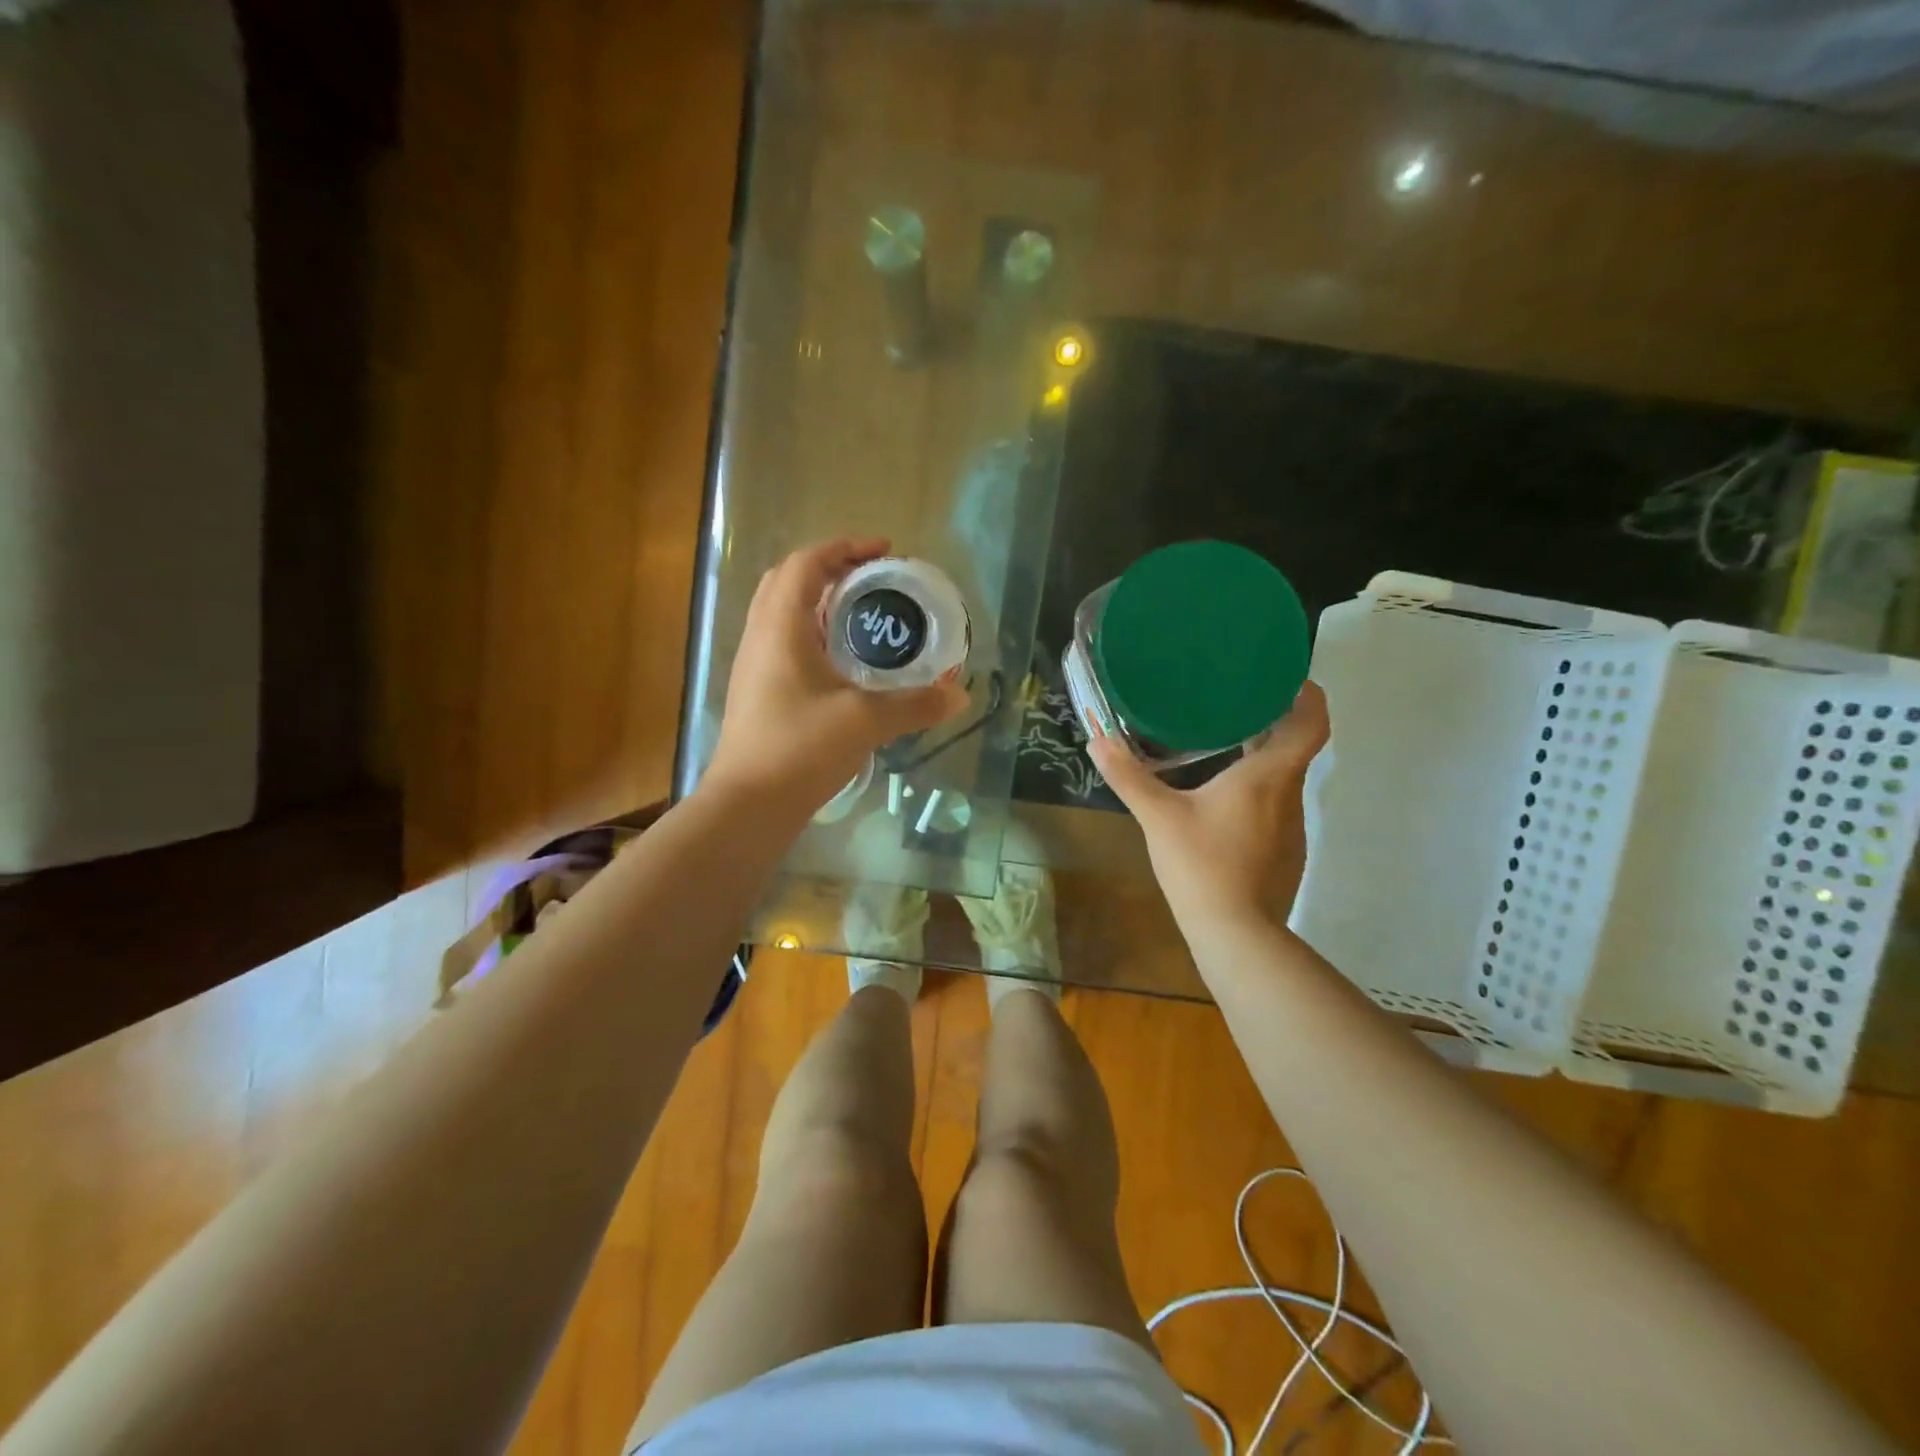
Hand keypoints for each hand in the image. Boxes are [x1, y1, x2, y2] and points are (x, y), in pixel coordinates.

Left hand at [707, 538, 968, 815]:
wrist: (748, 804)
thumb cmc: (800, 749)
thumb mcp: (865, 722)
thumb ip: (914, 704)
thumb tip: (959, 695)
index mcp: (781, 627)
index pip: (806, 563)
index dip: (843, 548)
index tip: (883, 552)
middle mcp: (760, 637)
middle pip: (788, 580)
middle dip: (830, 569)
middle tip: (871, 581)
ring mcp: (754, 666)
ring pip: (782, 612)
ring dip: (818, 602)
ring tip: (861, 616)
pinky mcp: (757, 692)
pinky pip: (783, 642)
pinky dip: (812, 633)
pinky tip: (842, 662)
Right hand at [1088, 682, 1329, 931]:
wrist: (1236, 934)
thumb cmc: (1202, 864)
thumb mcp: (1158, 817)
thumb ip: (1129, 777)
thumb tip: (1097, 741)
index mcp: (1268, 776)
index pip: (1311, 723)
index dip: (1307, 695)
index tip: (1286, 678)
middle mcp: (1289, 795)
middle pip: (1296, 748)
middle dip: (1272, 722)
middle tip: (1234, 703)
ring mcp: (1292, 828)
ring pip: (1284, 780)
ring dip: (1263, 760)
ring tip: (1226, 746)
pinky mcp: (1286, 854)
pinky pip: (1277, 809)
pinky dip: (1258, 794)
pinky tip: (1225, 804)